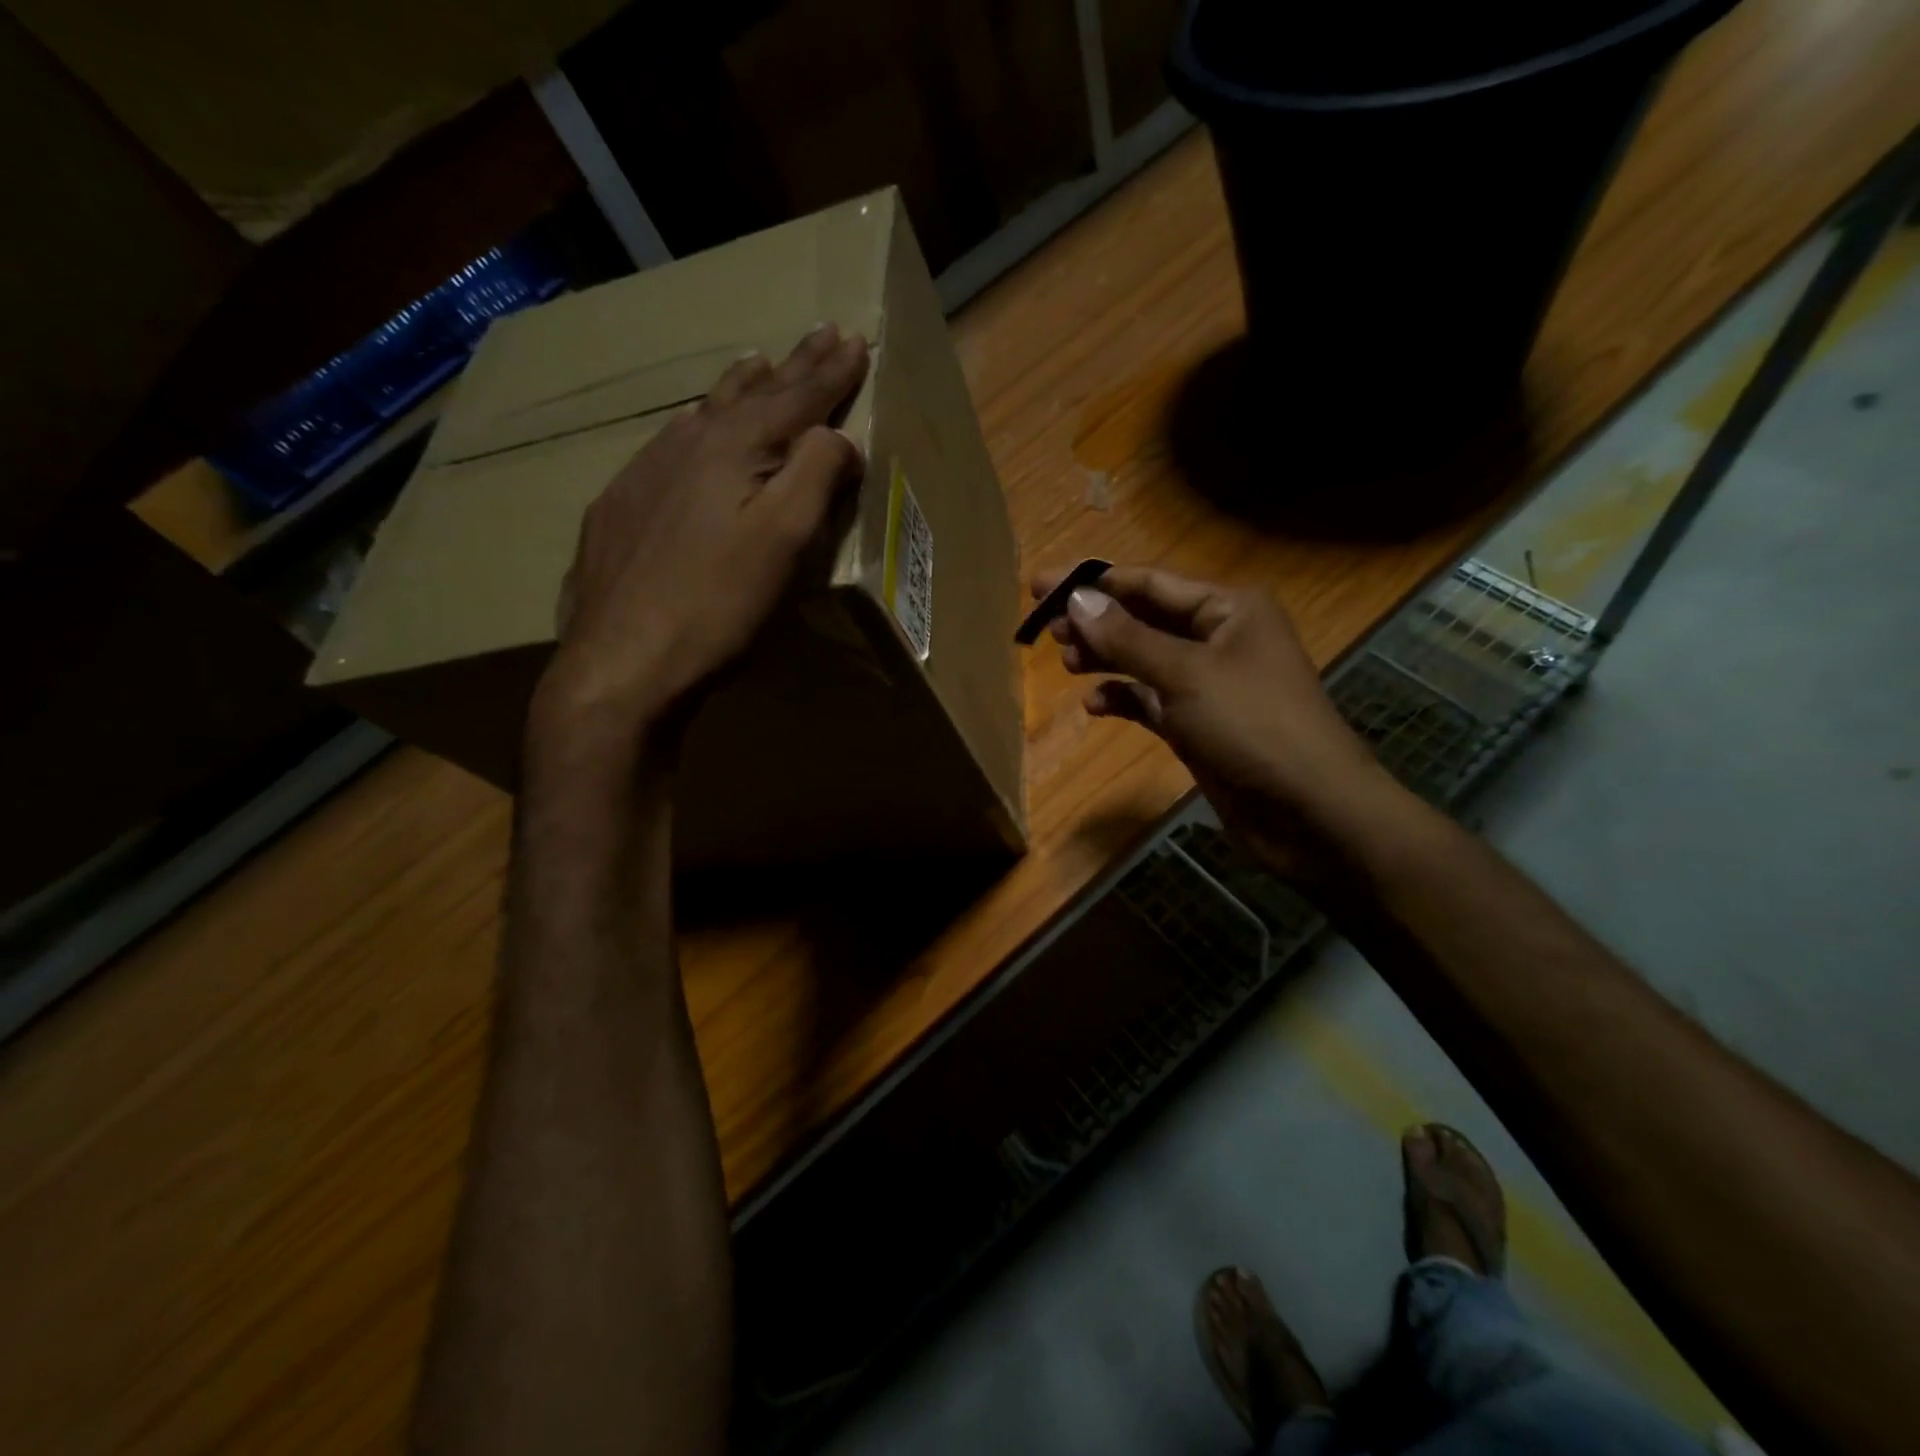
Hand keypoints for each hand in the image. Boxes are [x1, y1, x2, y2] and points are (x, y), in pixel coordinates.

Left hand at [532, 324, 869, 756]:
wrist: (620, 663)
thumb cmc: (717, 607)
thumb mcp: (785, 541)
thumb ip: (815, 477)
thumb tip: (838, 436)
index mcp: (733, 452)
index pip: (795, 399)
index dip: (829, 372)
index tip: (855, 339)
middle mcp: (685, 448)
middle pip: (749, 397)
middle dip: (790, 366)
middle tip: (818, 334)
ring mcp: (643, 476)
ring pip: (701, 415)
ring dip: (737, 389)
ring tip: (756, 363)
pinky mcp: (618, 510)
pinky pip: (666, 447)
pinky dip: (693, 427)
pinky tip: (688, 429)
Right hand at [1036, 566, 1406, 877]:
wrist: (1308, 812)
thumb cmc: (1251, 725)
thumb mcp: (1185, 674)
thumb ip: (1127, 637)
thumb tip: (1076, 599)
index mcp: (1228, 609)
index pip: (1149, 582)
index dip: (1094, 582)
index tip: (1041, 585)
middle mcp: (1219, 638)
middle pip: (1144, 618)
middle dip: (1096, 621)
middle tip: (1045, 629)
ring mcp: (1208, 684)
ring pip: (1144, 659)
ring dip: (1106, 658)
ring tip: (1066, 663)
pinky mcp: (1199, 724)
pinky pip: (1151, 700)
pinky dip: (1124, 698)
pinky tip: (1095, 705)